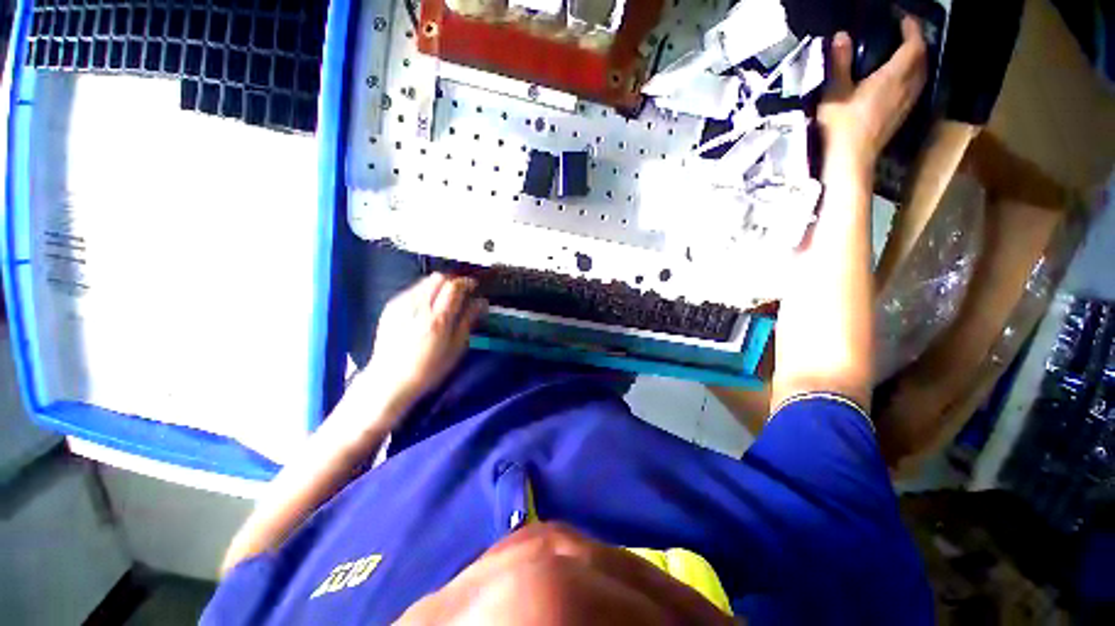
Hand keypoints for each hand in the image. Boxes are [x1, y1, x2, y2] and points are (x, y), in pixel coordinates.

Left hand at [363, 273, 487, 410]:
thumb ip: (468, 321)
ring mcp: (401, 305)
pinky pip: (412, 290)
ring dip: (438, 286)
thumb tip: (481, 302)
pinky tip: (426, 309)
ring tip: (444, 301)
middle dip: (453, 281)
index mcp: (437, 319)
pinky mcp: (390, 307)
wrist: (389, 380)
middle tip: (460, 294)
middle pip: (438, 278)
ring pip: (425, 281)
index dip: (467, 283)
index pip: (454, 286)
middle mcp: (418, 307)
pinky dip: (425, 293)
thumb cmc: (429, 369)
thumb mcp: (456, 348)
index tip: (474, 287)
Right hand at [818, 16, 927, 167]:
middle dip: (917, 44)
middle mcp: (906, 87)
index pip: (913, 45)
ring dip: (917, 62)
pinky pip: (914, 89)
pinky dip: (912, 78)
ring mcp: (905, 104)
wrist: (850, 159)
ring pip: (921, 75)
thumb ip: (839, 64)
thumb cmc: (841, 125)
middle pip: (922, 59)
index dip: (912, 29)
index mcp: (893, 76)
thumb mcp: (835, 92)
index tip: (904, 19)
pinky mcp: (900, 117)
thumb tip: (842, 35)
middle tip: (905, 36)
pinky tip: (900, 82)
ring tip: (904, 57)